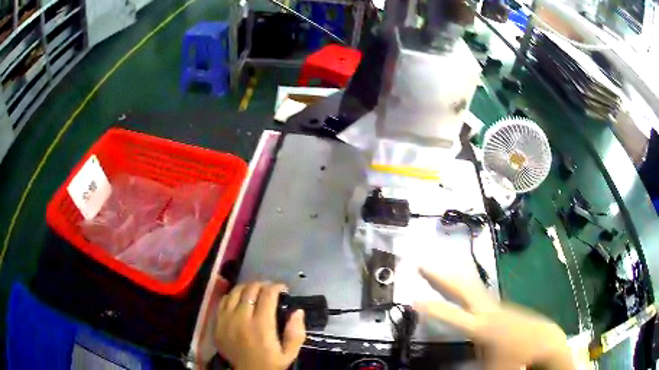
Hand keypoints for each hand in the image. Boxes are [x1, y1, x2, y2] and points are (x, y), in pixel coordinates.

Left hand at [215, 282, 305, 369]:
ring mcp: (226, 320)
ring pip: (235, 292)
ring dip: (247, 287)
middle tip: (270, 288)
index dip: (276, 286)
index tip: (283, 288)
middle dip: (263, 284)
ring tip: (255, 290)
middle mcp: (241, 318)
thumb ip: (296, 333)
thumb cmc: (270, 364)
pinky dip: (233, 296)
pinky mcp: (217, 323)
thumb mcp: (290, 354)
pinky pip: (223, 301)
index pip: (267, 295)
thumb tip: (298, 311)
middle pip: (250, 290)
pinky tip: (240, 300)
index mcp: (261, 326)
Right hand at [417, 268, 574, 369]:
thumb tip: (452, 363)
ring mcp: (497, 305)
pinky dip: (465, 285)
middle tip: (421, 264)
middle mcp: (488, 311)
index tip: (412, 299)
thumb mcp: (492, 368)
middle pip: (462, 288)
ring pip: (472, 286)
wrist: (546, 341)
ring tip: (438, 269)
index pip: (451, 316)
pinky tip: (461, 287)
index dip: (431, 308)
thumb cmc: (518, 358)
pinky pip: (479, 293)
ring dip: (453, 277)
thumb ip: (471, 362)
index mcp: (482, 327)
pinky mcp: (503, 306)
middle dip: (440, 276)